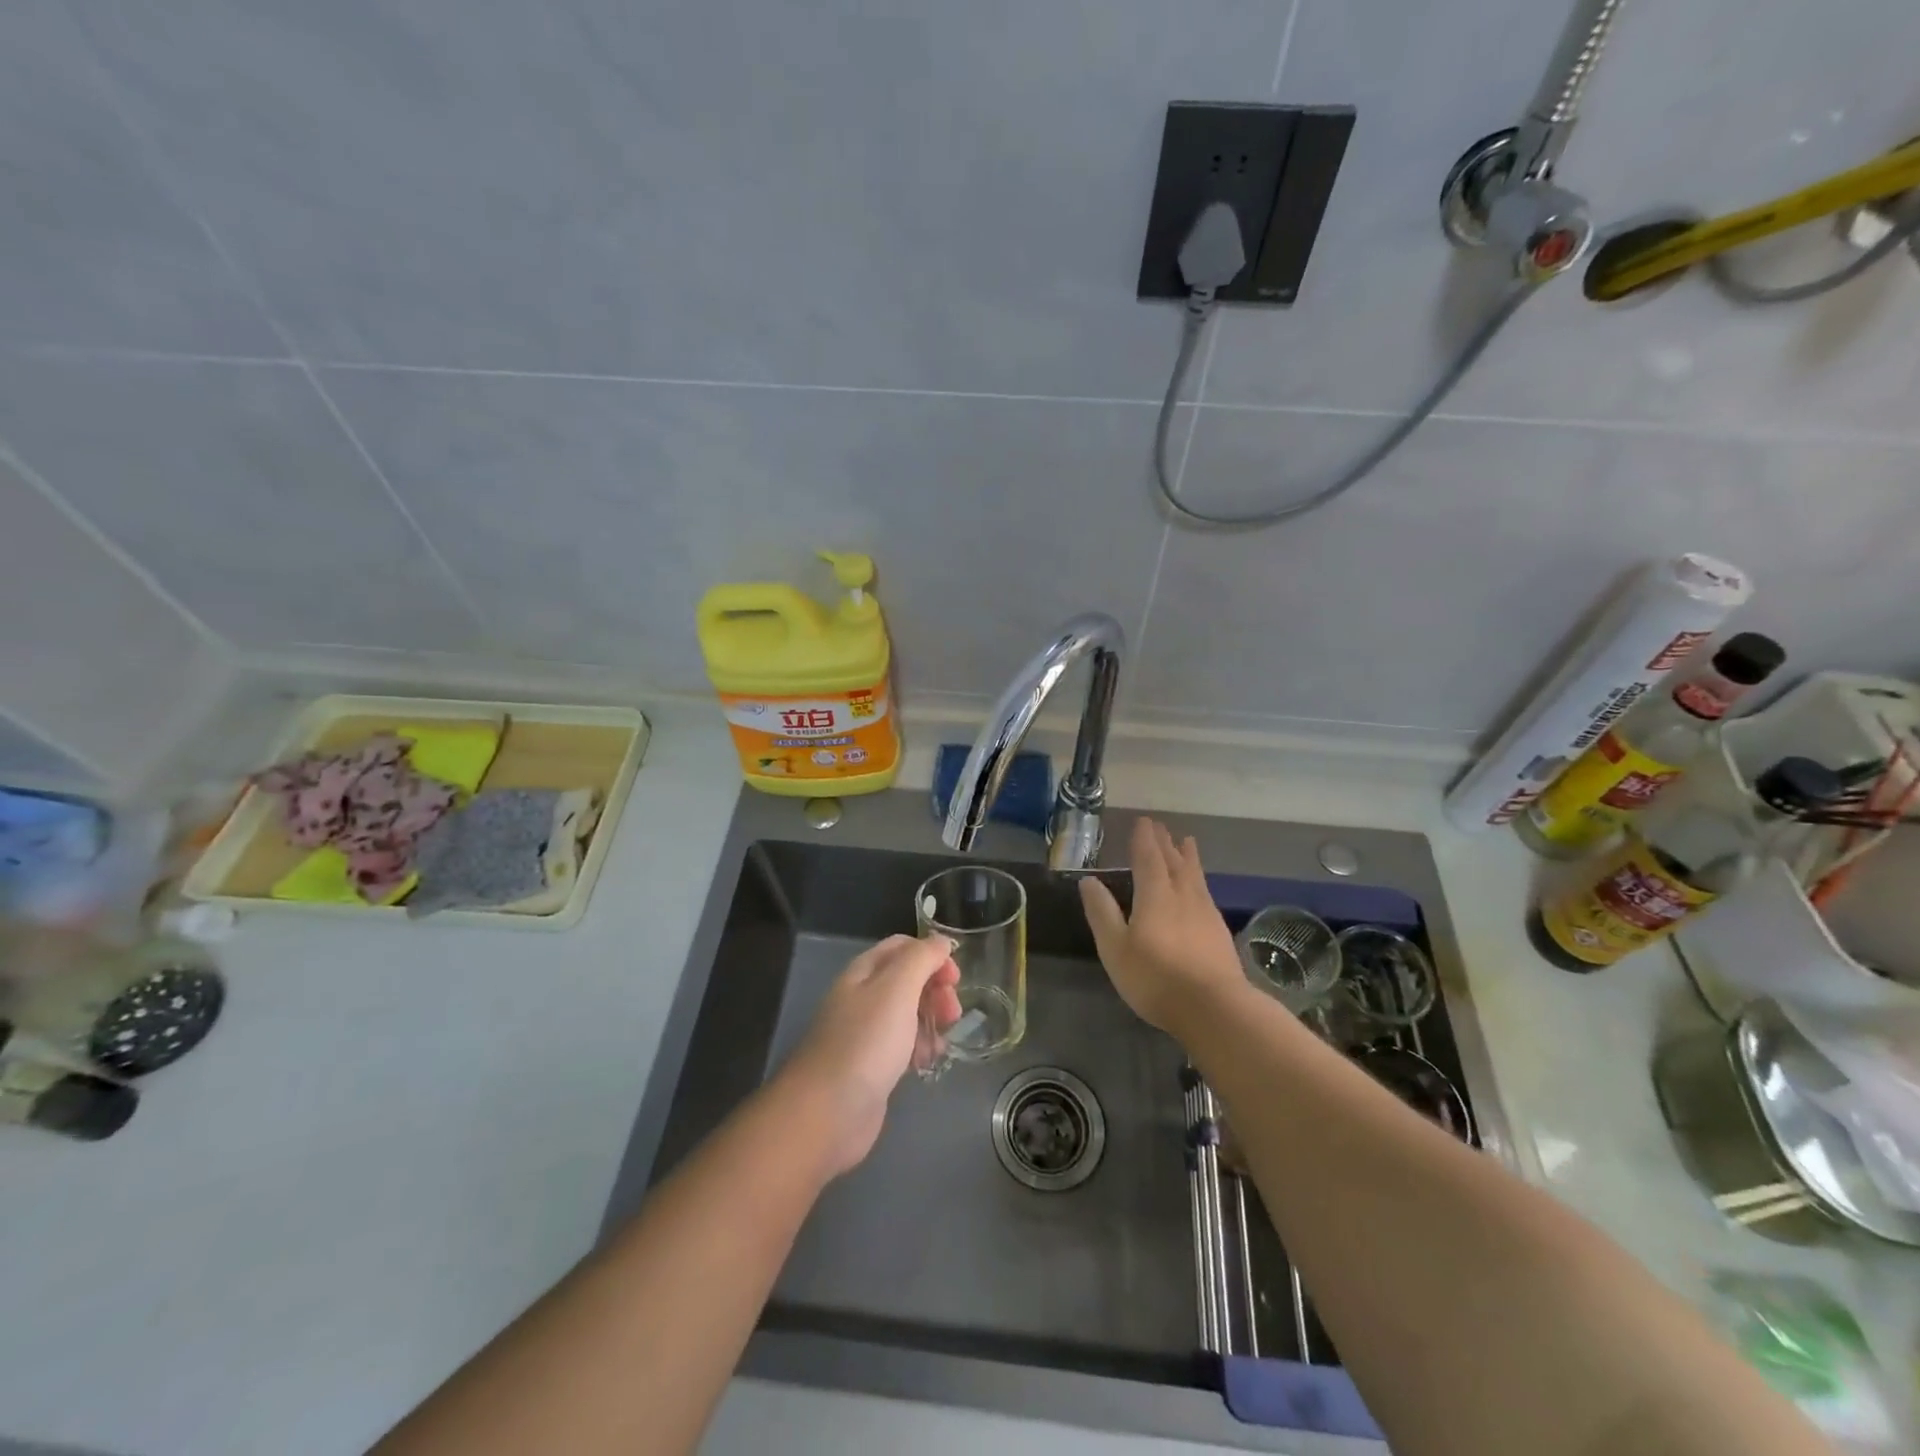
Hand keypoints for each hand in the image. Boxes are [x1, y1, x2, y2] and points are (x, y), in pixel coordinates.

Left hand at [778, 934, 961, 1176]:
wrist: (827, 1113)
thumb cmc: (866, 1043)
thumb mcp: (897, 989)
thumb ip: (921, 959)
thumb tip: (941, 941)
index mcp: (863, 972)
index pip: (902, 947)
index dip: (931, 955)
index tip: (955, 978)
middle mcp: (862, 998)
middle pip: (907, 980)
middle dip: (935, 990)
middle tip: (953, 1012)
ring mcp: (865, 1033)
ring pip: (907, 1014)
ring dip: (931, 1019)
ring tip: (943, 1039)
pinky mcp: (871, 1067)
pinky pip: (902, 1046)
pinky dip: (920, 1048)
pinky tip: (929, 1061)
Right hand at [1079, 817, 1247, 1036]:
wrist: (1214, 1008)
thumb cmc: (1156, 978)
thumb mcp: (1115, 948)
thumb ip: (1102, 912)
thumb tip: (1088, 881)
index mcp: (1155, 895)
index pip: (1148, 858)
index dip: (1144, 839)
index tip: (1143, 821)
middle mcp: (1182, 896)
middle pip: (1174, 862)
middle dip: (1165, 843)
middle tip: (1161, 826)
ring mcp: (1205, 913)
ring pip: (1195, 875)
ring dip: (1187, 857)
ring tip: (1187, 842)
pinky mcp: (1218, 931)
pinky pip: (1205, 892)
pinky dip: (1199, 879)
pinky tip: (1199, 887)